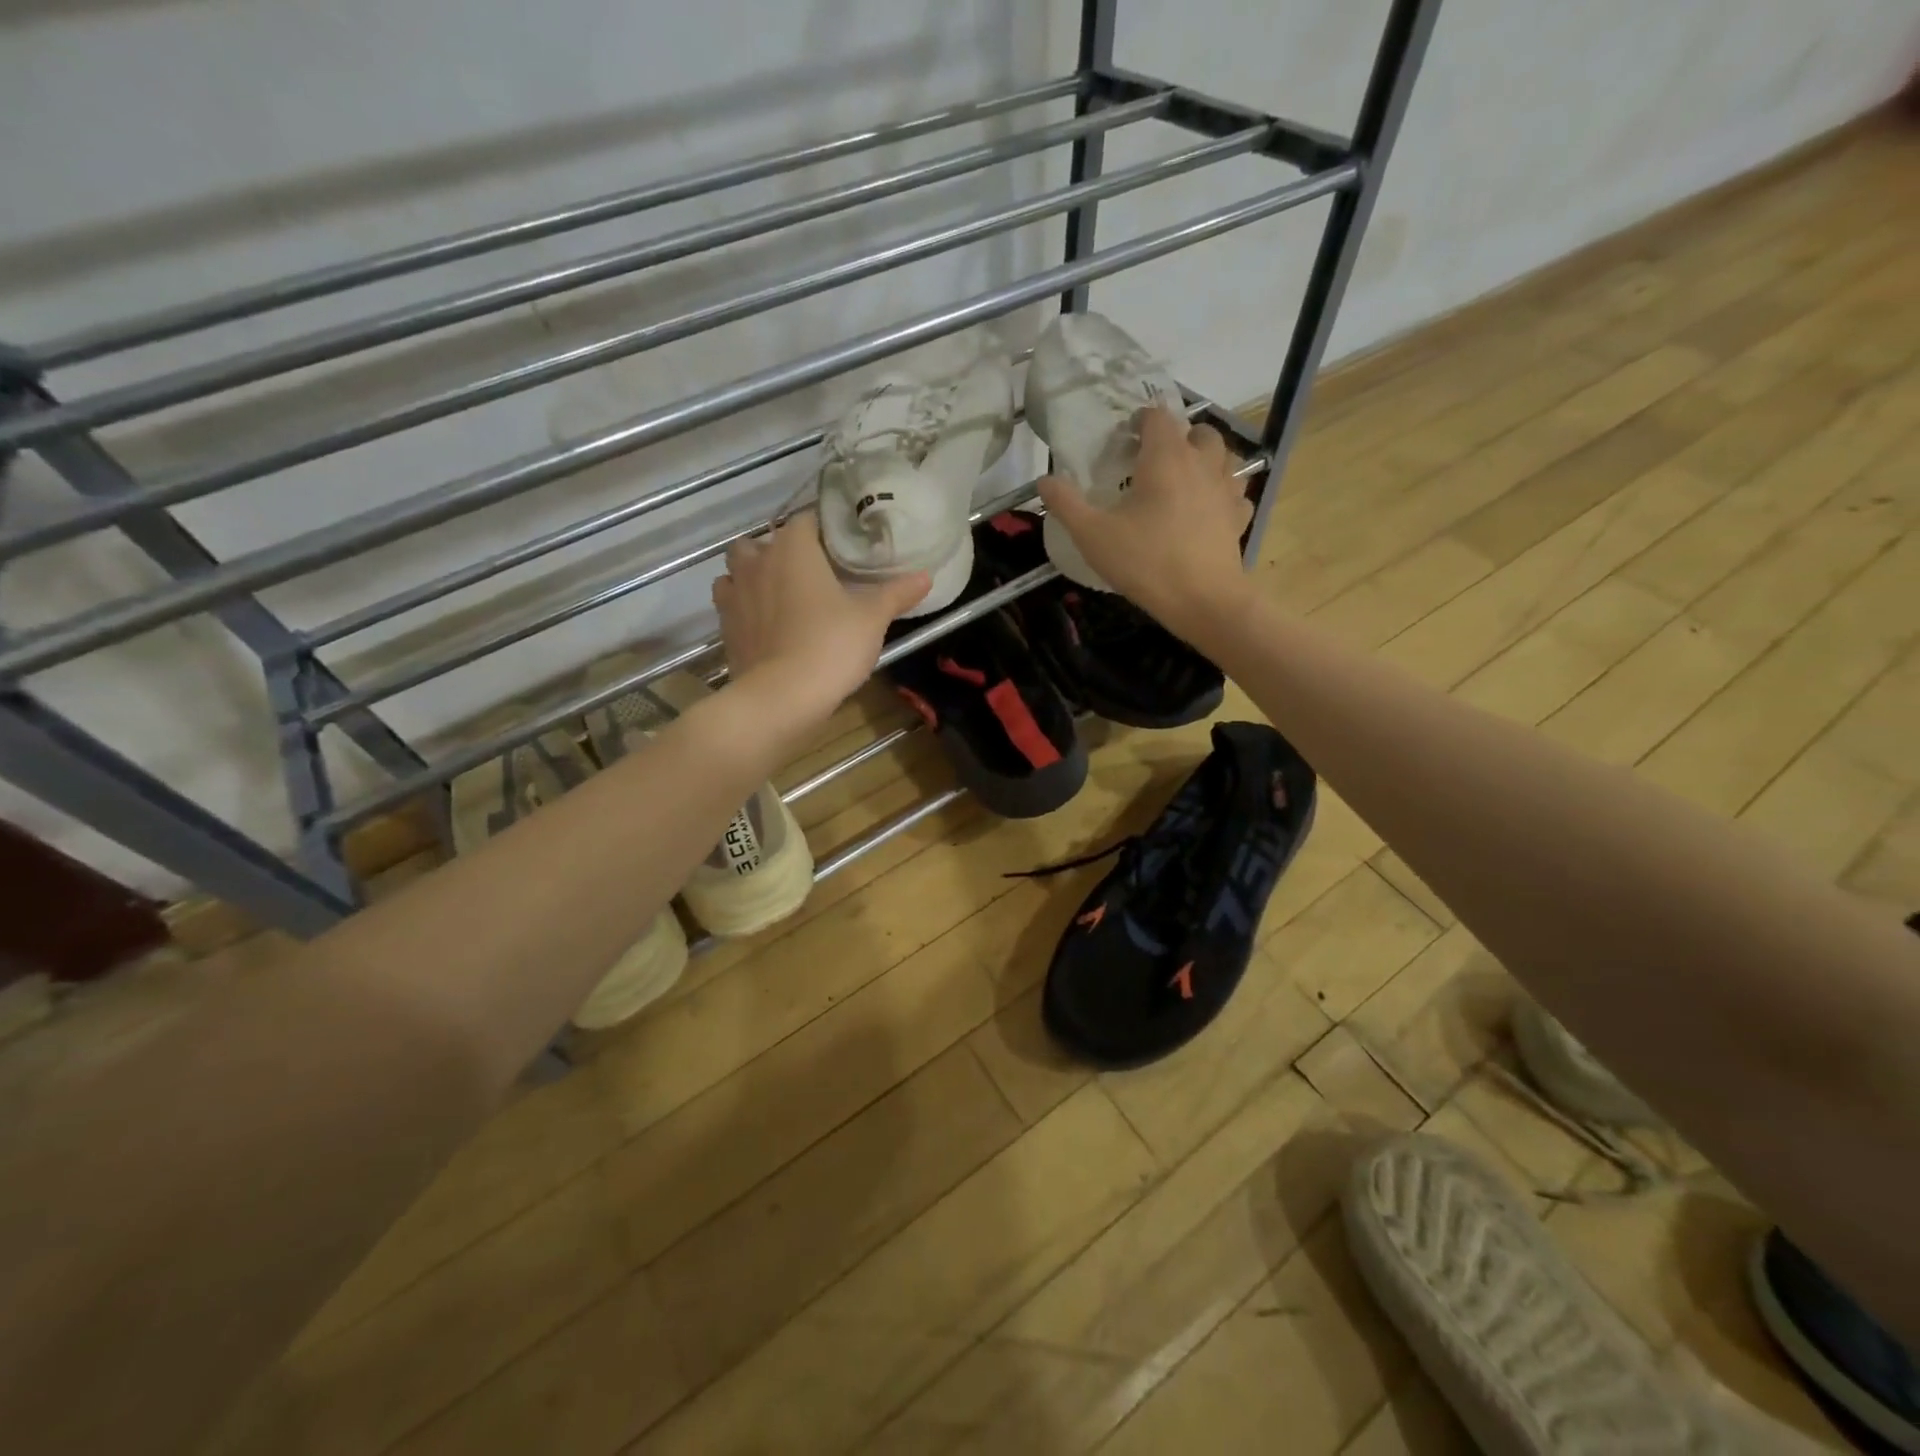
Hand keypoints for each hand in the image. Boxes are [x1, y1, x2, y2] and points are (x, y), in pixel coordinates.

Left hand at [712, 510, 928, 729]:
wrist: (780, 698)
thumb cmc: (830, 645)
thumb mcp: (873, 619)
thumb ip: (897, 593)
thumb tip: (926, 576)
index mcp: (793, 548)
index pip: (807, 519)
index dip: (825, 528)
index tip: (844, 545)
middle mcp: (757, 561)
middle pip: (764, 540)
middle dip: (783, 549)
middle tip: (812, 571)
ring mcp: (735, 594)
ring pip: (739, 568)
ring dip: (756, 573)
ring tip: (782, 592)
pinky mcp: (725, 626)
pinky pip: (731, 602)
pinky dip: (744, 604)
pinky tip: (766, 621)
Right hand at [1037, 408, 1253, 637]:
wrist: (1202, 600)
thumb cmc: (1145, 562)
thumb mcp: (1092, 535)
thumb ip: (1066, 504)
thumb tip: (1044, 480)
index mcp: (1166, 458)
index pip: (1158, 417)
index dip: (1141, 420)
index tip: (1126, 438)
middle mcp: (1202, 463)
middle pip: (1199, 432)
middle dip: (1178, 437)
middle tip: (1156, 460)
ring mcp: (1226, 489)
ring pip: (1224, 457)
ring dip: (1206, 459)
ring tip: (1185, 478)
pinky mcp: (1239, 517)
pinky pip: (1235, 492)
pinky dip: (1223, 493)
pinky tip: (1208, 509)